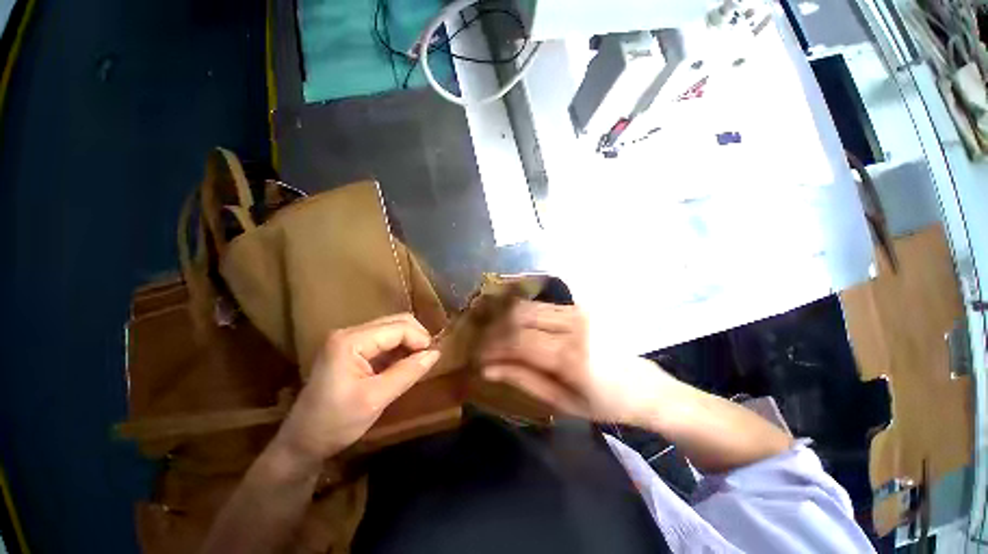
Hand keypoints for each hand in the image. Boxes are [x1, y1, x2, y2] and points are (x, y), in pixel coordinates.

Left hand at [273, 314, 439, 466]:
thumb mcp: (376, 399)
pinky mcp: (351, 349)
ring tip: (419, 361)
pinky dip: (399, 349)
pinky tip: (405, 363)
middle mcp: (350, 332)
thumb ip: (407, 372)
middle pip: (395, 322)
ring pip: (391, 329)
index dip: (419, 338)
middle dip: (416, 336)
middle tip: (428, 357)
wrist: (302, 443)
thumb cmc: (335, 423)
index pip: (397, 327)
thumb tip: (435, 353)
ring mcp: (349, 340)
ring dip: (409, 342)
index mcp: (350, 340)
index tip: (433, 356)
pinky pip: (383, 340)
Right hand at [479, 302, 674, 425]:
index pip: (516, 339)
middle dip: (494, 329)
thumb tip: (487, 368)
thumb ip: (523, 380)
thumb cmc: (606, 403)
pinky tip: (516, 328)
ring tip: (496, 337)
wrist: (646, 387)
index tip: (476, 356)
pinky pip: (541, 305)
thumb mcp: (562, 402)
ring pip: (527, 305)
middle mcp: (573, 325)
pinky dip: (522, 315)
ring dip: (506, 319)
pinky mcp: (580, 307)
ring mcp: (578, 311)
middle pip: (518, 314)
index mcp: (570, 355)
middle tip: (483, 345)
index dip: (491, 345)